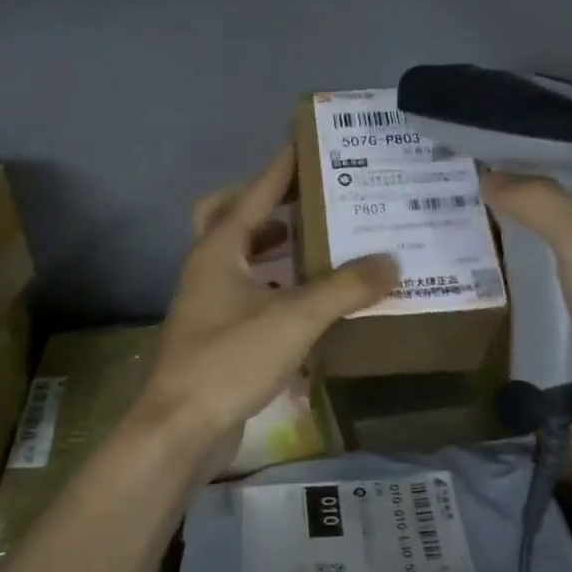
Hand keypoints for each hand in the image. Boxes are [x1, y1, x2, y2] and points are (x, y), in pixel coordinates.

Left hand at [136, 143, 397, 475]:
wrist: (180, 428)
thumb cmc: (230, 359)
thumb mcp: (295, 318)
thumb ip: (345, 288)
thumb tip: (391, 261)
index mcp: (219, 249)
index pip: (255, 193)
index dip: (282, 168)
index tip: (307, 143)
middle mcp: (209, 268)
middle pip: (232, 217)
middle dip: (269, 204)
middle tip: (310, 199)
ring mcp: (208, 303)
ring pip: (240, 258)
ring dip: (273, 246)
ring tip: (317, 242)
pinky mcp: (216, 334)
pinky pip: (249, 294)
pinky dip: (275, 287)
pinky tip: (307, 301)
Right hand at [477, 169, 571, 432]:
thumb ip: (540, 203)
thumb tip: (488, 175)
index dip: (531, 161)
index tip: (480, 156)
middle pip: (555, 211)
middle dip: (511, 202)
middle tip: (455, 193)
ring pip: (545, 253)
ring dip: (509, 245)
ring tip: (454, 230)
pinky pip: (542, 295)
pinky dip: (515, 287)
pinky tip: (478, 282)